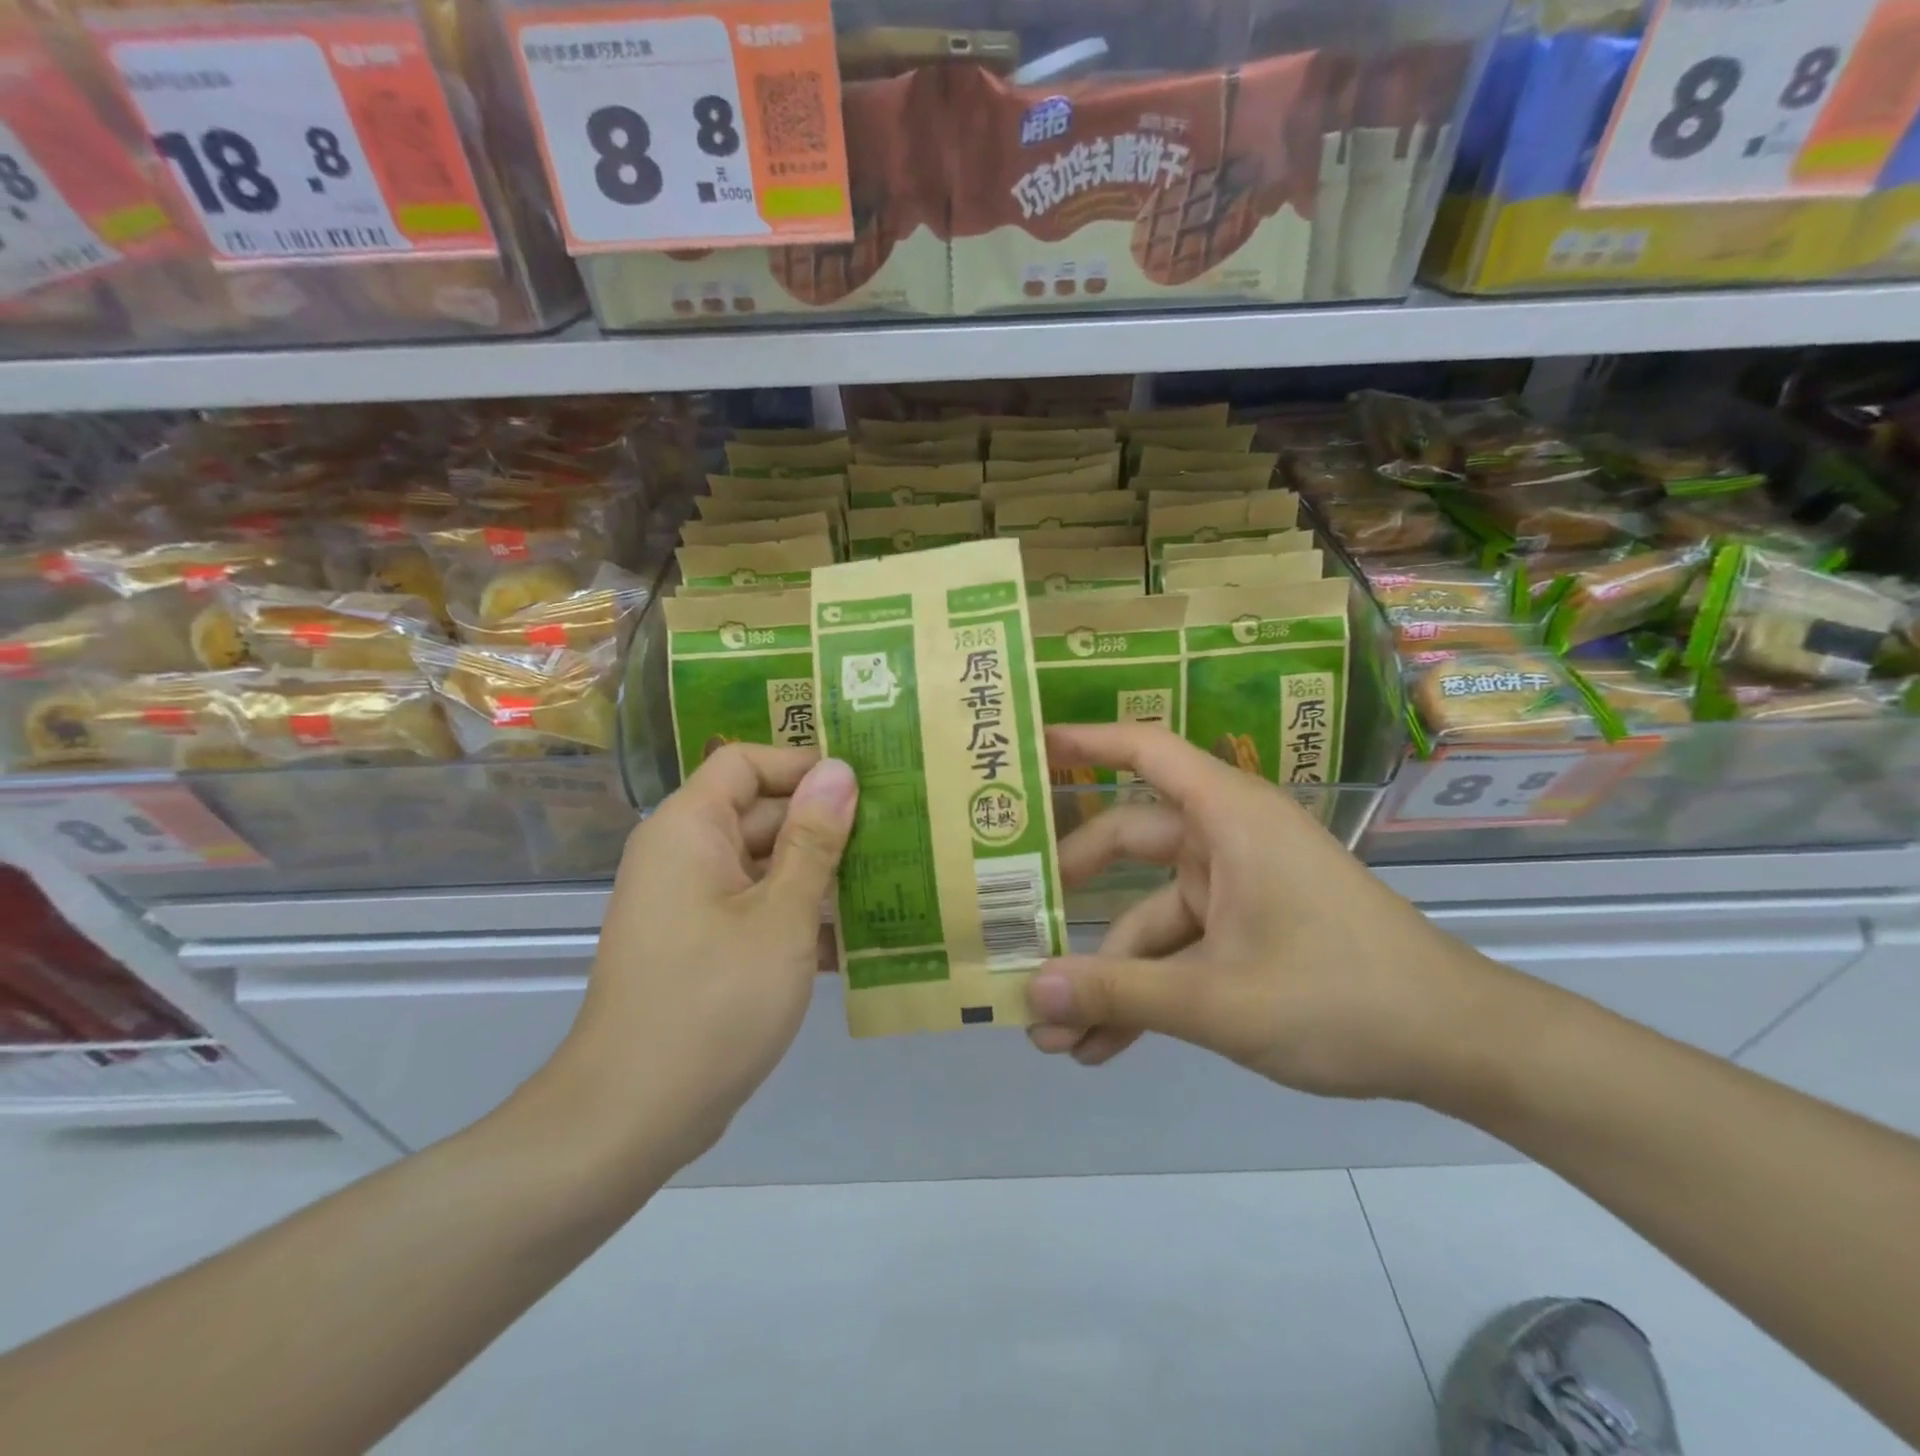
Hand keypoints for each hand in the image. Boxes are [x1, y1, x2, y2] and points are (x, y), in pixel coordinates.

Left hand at [544, 745, 856, 1174]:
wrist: (634, 1115)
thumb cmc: (712, 1001)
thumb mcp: (781, 915)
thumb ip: (814, 840)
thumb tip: (840, 770)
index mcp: (689, 829)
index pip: (746, 763)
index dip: (802, 766)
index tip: (864, 786)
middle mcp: (685, 854)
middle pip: (761, 813)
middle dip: (825, 825)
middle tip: (897, 834)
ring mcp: (692, 903)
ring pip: (766, 865)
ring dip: (821, 875)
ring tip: (891, 881)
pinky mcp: (703, 945)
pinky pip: (757, 908)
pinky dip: (799, 916)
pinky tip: (857, 939)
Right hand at [1028, 724, 1509, 1103]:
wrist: (1457, 1048)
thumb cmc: (1342, 995)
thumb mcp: (1218, 999)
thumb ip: (1119, 993)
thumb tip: (1028, 993)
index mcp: (1228, 816)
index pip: (1145, 750)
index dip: (1083, 740)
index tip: (1026, 748)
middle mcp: (1225, 840)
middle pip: (1125, 843)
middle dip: (1070, 895)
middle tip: (1011, 922)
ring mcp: (1234, 888)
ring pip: (1147, 917)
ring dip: (1106, 974)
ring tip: (1052, 1034)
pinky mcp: (1245, 932)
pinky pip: (1178, 952)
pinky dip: (1144, 992)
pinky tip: (1100, 1048)